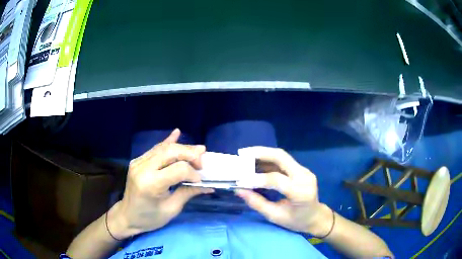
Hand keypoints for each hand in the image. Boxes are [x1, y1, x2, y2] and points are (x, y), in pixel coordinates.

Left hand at [107, 129, 212, 238]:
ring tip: (198, 151)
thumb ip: (188, 193)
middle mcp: (143, 168)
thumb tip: (208, 186)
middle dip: (190, 154)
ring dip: (182, 148)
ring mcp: (138, 162)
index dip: (193, 173)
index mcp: (151, 184)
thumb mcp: (171, 209)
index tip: (200, 181)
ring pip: (164, 148)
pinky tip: (176, 133)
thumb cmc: (149, 218)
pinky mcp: (138, 160)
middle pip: (171, 152)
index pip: (178, 169)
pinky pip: (155, 149)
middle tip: (201, 163)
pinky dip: (168, 142)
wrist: (127, 216)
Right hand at [236, 146, 332, 236]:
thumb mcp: (275, 216)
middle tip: (242, 153)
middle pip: (281, 157)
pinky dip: (268, 160)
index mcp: (300, 192)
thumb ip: (257, 203)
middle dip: (260, 153)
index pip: (276, 179)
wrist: (316, 217)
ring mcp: (304, 171)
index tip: (240, 180)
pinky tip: (256, 162)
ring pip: (282, 156)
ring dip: (263, 154)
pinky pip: (283, 161)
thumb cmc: (296, 221)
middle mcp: (304, 177)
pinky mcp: (301, 170)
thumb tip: (239, 190)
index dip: (256, 178)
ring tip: (245, 155)